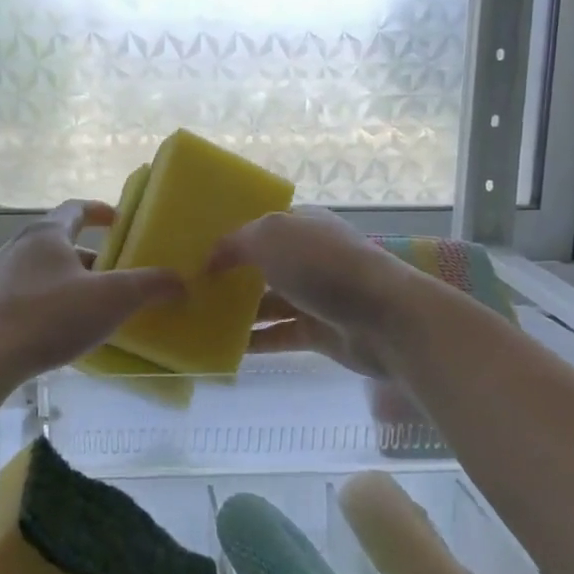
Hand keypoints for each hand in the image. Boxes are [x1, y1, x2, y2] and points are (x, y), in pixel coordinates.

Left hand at [0, 201, 184, 386]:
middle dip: (91, 257)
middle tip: (115, 275)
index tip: (118, 219)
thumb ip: (149, 286)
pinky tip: (61, 330)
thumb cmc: (49, 316)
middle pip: (60, 243)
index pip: (75, 209)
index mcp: (46, 234)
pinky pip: (27, 296)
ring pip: (43, 271)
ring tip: (93, 306)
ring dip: (69, 282)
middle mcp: (18, 247)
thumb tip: (180, 281)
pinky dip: (49, 303)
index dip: (99, 211)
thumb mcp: (111, 299)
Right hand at [207, 208, 418, 378]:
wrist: (384, 317)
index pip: (260, 225)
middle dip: (230, 275)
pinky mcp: (319, 333)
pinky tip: (224, 348)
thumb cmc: (325, 266)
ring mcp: (315, 296)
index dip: (230, 235)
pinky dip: (255, 342)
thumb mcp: (271, 237)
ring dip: (239, 311)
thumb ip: (236, 242)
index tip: (194, 250)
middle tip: (189, 288)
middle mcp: (309, 257)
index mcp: (302, 225)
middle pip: (262, 265)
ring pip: (268, 303)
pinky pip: (279, 335)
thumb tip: (211, 258)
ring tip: (199, 320)